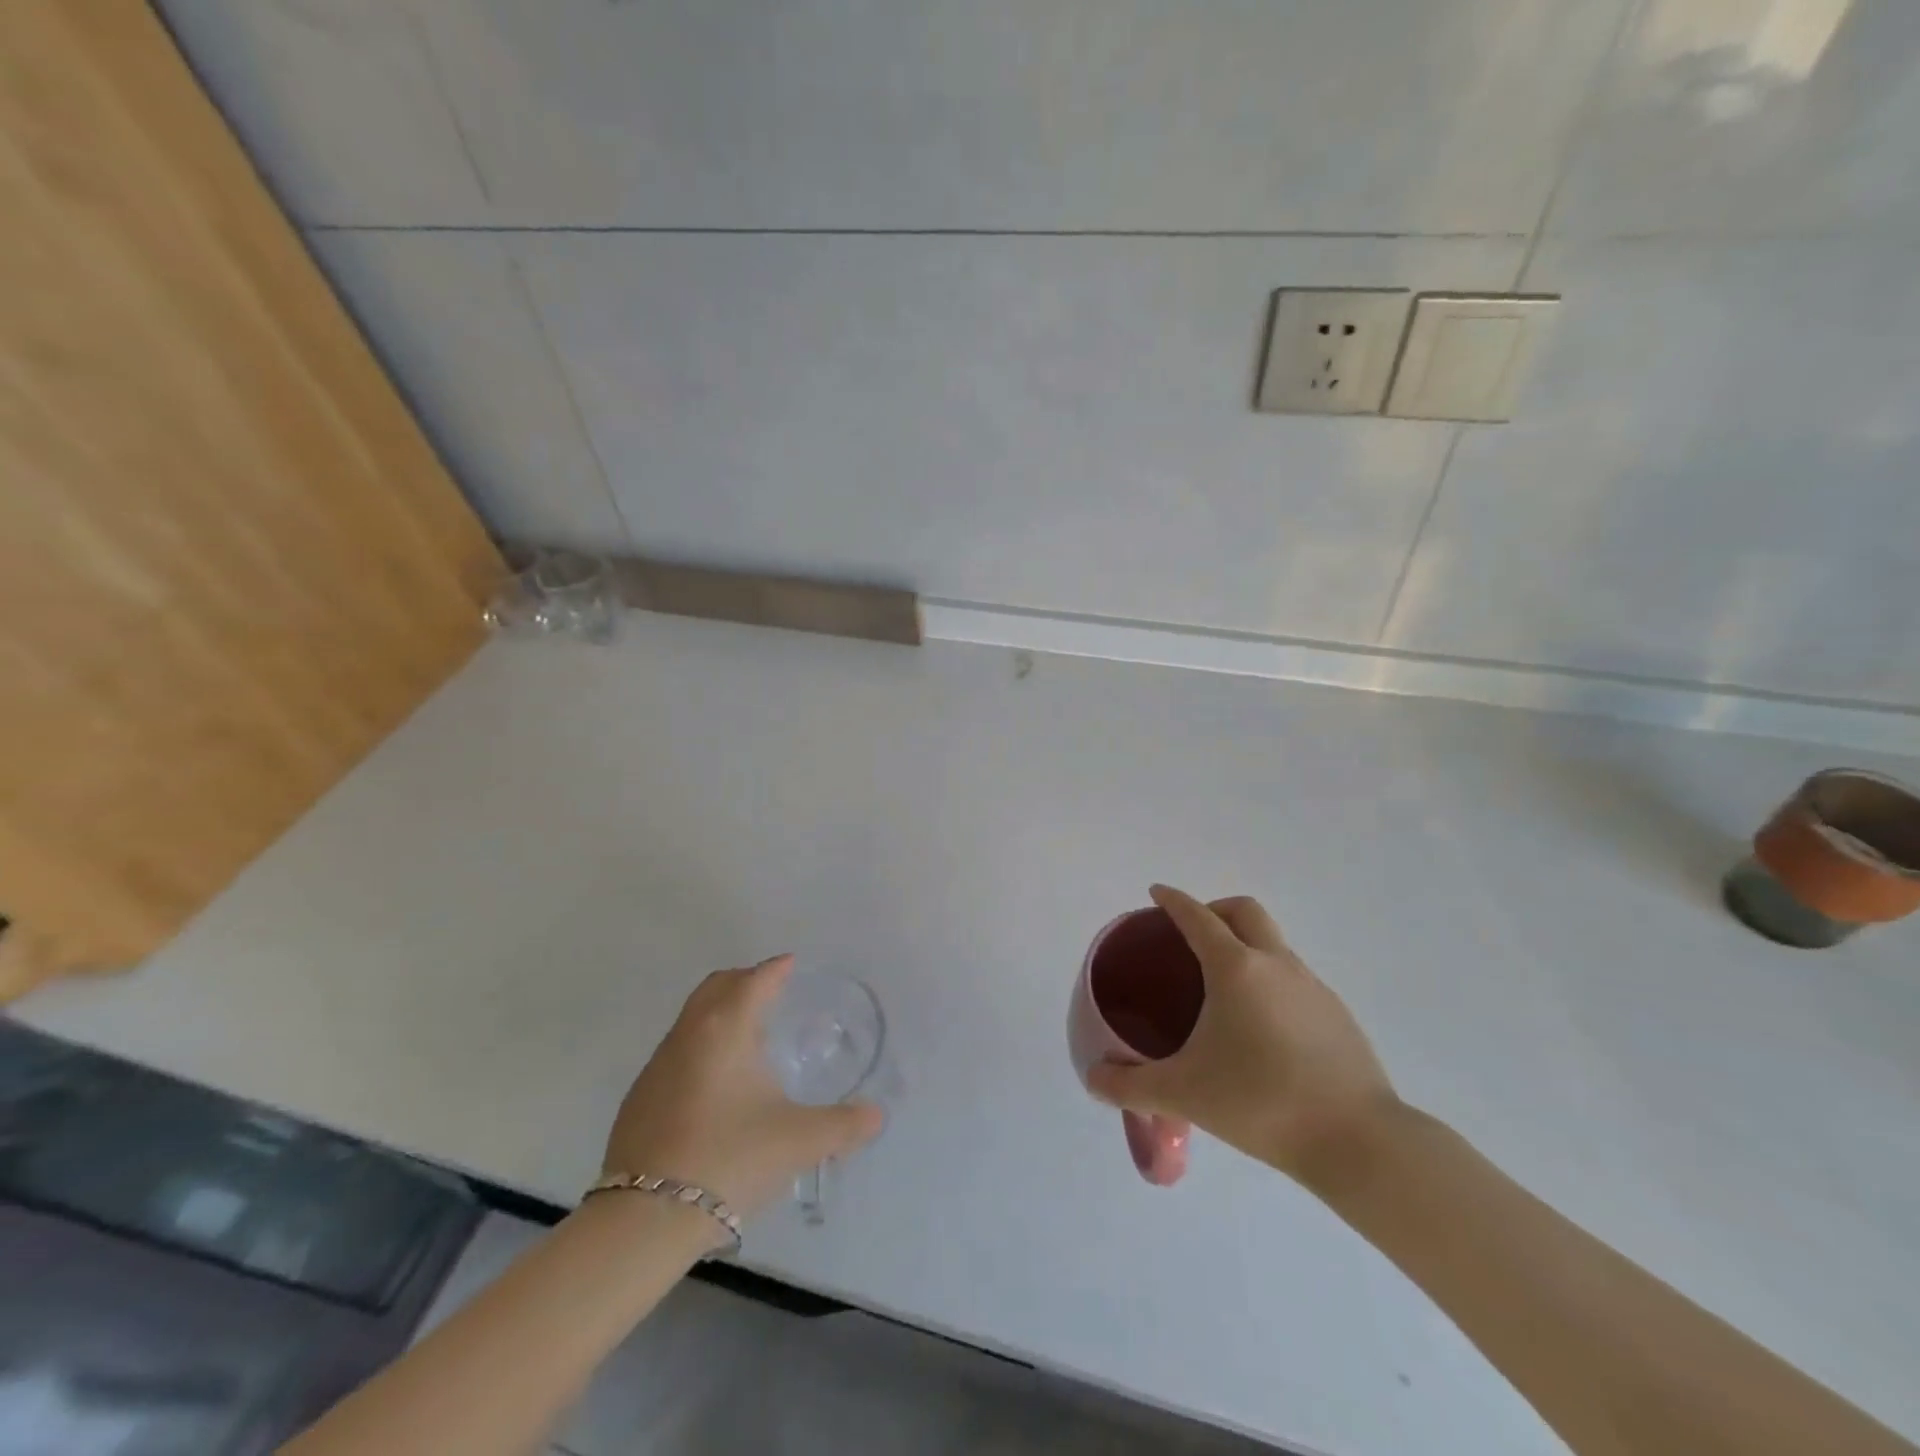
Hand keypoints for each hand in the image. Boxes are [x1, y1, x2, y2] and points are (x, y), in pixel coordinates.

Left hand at [602, 955, 883, 1221]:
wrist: (646, 1218)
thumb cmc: (731, 1158)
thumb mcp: (800, 1141)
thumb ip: (844, 1125)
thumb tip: (876, 1116)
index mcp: (727, 1028)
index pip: (755, 980)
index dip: (776, 969)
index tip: (790, 963)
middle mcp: (688, 1034)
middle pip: (716, 986)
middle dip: (744, 980)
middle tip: (770, 990)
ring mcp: (657, 1066)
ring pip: (692, 1018)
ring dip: (719, 1013)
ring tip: (747, 1037)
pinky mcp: (639, 1098)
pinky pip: (676, 1051)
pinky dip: (700, 1046)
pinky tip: (715, 1084)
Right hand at [1086, 885, 1399, 1191]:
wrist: (1359, 1141)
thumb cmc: (1261, 1102)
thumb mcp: (1184, 1094)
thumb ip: (1130, 1085)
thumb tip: (1093, 1079)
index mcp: (1235, 969)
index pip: (1197, 917)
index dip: (1173, 900)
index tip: (1156, 893)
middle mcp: (1276, 964)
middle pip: (1244, 911)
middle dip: (1214, 909)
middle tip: (1190, 935)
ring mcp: (1313, 987)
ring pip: (1273, 944)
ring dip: (1245, 945)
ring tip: (1222, 989)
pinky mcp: (1338, 1015)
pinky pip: (1294, 978)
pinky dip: (1270, 980)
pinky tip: (1261, 1027)